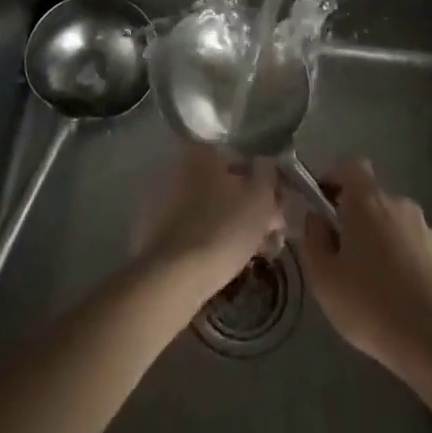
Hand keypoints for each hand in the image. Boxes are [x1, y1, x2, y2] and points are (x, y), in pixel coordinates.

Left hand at [136, 143, 282, 298]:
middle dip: (249, 207)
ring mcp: (163, 201)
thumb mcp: (260, 198)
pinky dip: (210, 239)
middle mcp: (178, 168)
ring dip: (232, 225)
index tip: (277, 210)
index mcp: (201, 153)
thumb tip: (265, 165)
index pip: (242, 160)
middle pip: (225, 185)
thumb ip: (268, 174)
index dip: (265, 185)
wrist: (172, 279)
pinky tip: (227, 261)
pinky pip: (193, 229)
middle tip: (270, 235)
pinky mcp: (154, 232)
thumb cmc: (223, 229)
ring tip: (253, 253)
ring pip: (210, 209)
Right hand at [299, 160, 431, 373]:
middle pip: (371, 197)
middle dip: (354, 218)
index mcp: (368, 201)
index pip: (349, 166)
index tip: (321, 204)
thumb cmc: (369, 304)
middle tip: (341, 254)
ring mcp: (426, 228)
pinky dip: (402, 260)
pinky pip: (414, 247)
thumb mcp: (324, 278)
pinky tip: (398, 296)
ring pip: (393, 223)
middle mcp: (399, 204)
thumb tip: (316, 219)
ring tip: (371, 282)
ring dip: (380, 240)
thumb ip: (313, 240)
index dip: (333, 178)